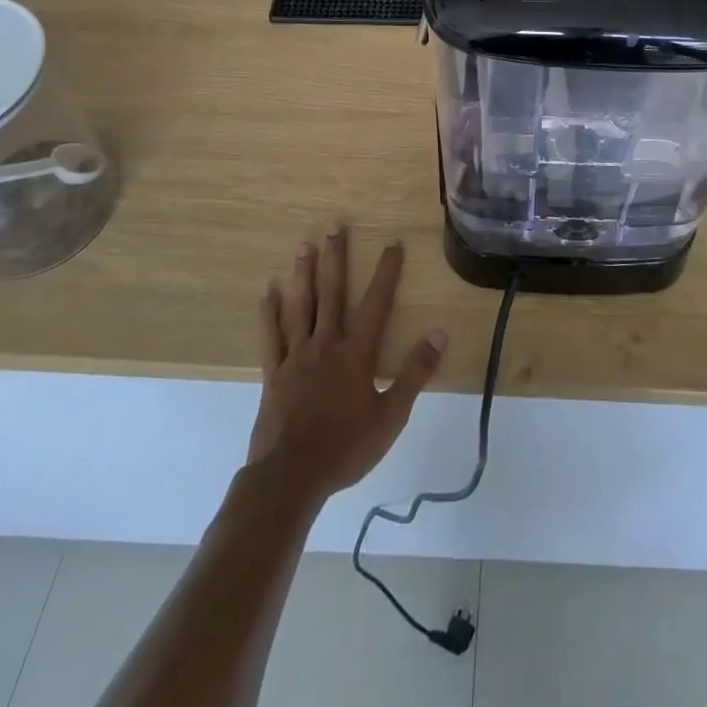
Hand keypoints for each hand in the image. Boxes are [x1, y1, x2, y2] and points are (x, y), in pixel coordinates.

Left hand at [249, 231, 445, 503]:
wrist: (291, 476)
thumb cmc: (346, 447)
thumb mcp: (391, 415)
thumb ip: (415, 372)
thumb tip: (439, 333)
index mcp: (356, 353)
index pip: (376, 304)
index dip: (386, 273)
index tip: (392, 244)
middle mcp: (326, 344)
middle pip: (333, 294)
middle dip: (336, 260)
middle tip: (335, 229)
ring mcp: (296, 356)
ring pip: (301, 307)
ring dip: (304, 275)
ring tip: (304, 246)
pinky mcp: (273, 373)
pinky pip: (270, 336)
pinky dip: (269, 313)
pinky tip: (268, 292)